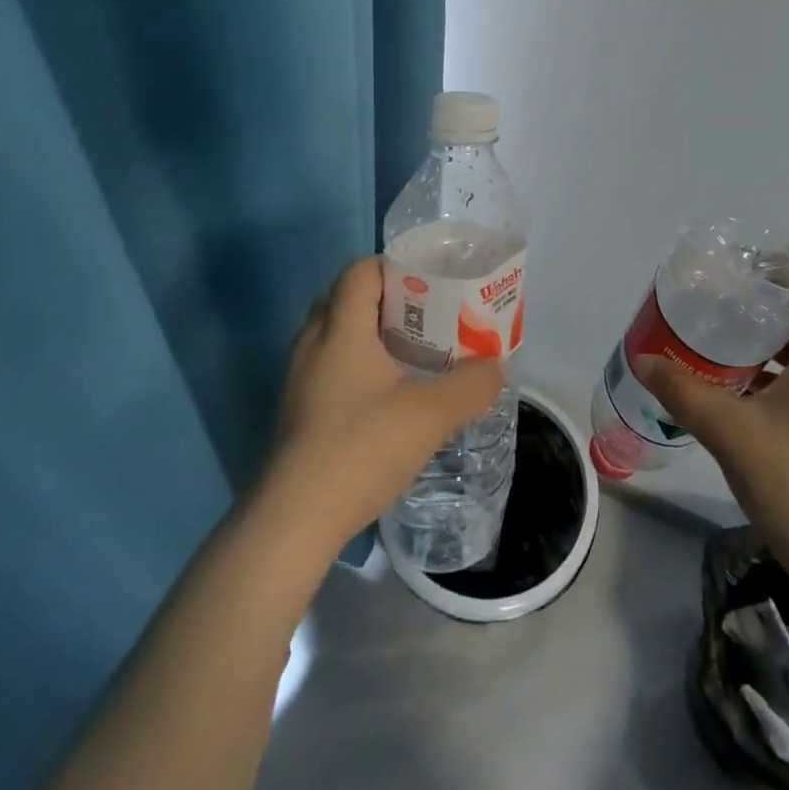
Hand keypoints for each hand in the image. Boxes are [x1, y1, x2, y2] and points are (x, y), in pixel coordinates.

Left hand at [263, 257, 506, 554]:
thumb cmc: (361, 449)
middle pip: (349, 298)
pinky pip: (330, 365)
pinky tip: (387, 397)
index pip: (362, 270)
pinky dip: (358, 364)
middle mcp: (312, 342)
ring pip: (338, 334)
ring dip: (374, 335)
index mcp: (340, 328)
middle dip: (391, 301)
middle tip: (429, 318)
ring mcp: (299, 378)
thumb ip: (471, 386)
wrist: (293, 522)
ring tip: (414, 356)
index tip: (431, 284)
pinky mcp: (297, 410)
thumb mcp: (430, 415)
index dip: (396, 267)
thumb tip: (495, 367)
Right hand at [635, 260, 788, 583]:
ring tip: (725, 357)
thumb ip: (683, 391)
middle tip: (720, 311)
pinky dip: (786, 381)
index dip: (788, 265)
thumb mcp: (731, 434)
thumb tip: (642, 359)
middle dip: (767, 307)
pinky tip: (749, 408)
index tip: (745, 271)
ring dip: (774, 348)